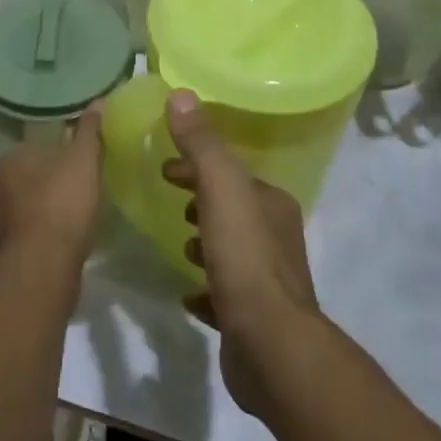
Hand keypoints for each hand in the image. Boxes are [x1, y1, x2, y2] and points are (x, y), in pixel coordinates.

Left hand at [0, 106, 102, 275]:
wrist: (40, 268)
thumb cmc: (62, 205)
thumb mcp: (84, 161)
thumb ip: (89, 131)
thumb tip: (97, 101)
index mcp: (7, 159)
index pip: (27, 150)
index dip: (48, 158)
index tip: (67, 168)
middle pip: (14, 180)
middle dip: (33, 185)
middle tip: (61, 195)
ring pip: (7, 210)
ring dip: (24, 214)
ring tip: (53, 224)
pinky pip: (8, 240)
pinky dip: (22, 241)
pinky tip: (42, 249)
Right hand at [161, 91, 320, 414]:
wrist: (271, 346)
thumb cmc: (245, 258)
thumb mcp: (221, 190)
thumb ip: (201, 143)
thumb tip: (180, 94)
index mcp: (271, 203)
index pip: (232, 172)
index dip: (198, 165)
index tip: (165, 167)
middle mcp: (275, 237)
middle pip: (233, 207)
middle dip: (201, 198)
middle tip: (167, 197)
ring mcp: (266, 280)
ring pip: (231, 248)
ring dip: (206, 240)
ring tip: (179, 243)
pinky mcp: (252, 318)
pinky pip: (224, 293)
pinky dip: (206, 286)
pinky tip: (187, 293)